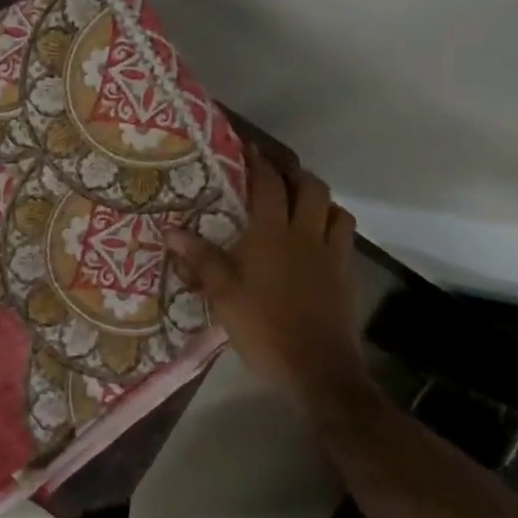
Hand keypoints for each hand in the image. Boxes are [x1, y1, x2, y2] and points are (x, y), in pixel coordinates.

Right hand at [166, 146, 363, 403]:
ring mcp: (332, 256)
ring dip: (321, 201)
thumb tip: (170, 230)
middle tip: (278, 174)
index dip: (260, 163)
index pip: (269, 185)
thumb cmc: (263, 328)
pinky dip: (332, 230)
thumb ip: (200, 259)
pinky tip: (319, 244)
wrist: (317, 369)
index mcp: (273, 234)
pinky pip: (345, 241)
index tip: (250, 148)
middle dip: (295, 174)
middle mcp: (307, 235)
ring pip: (336, 211)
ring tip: (304, 205)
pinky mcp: (347, 277)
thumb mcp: (223, 295)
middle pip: (311, 188)